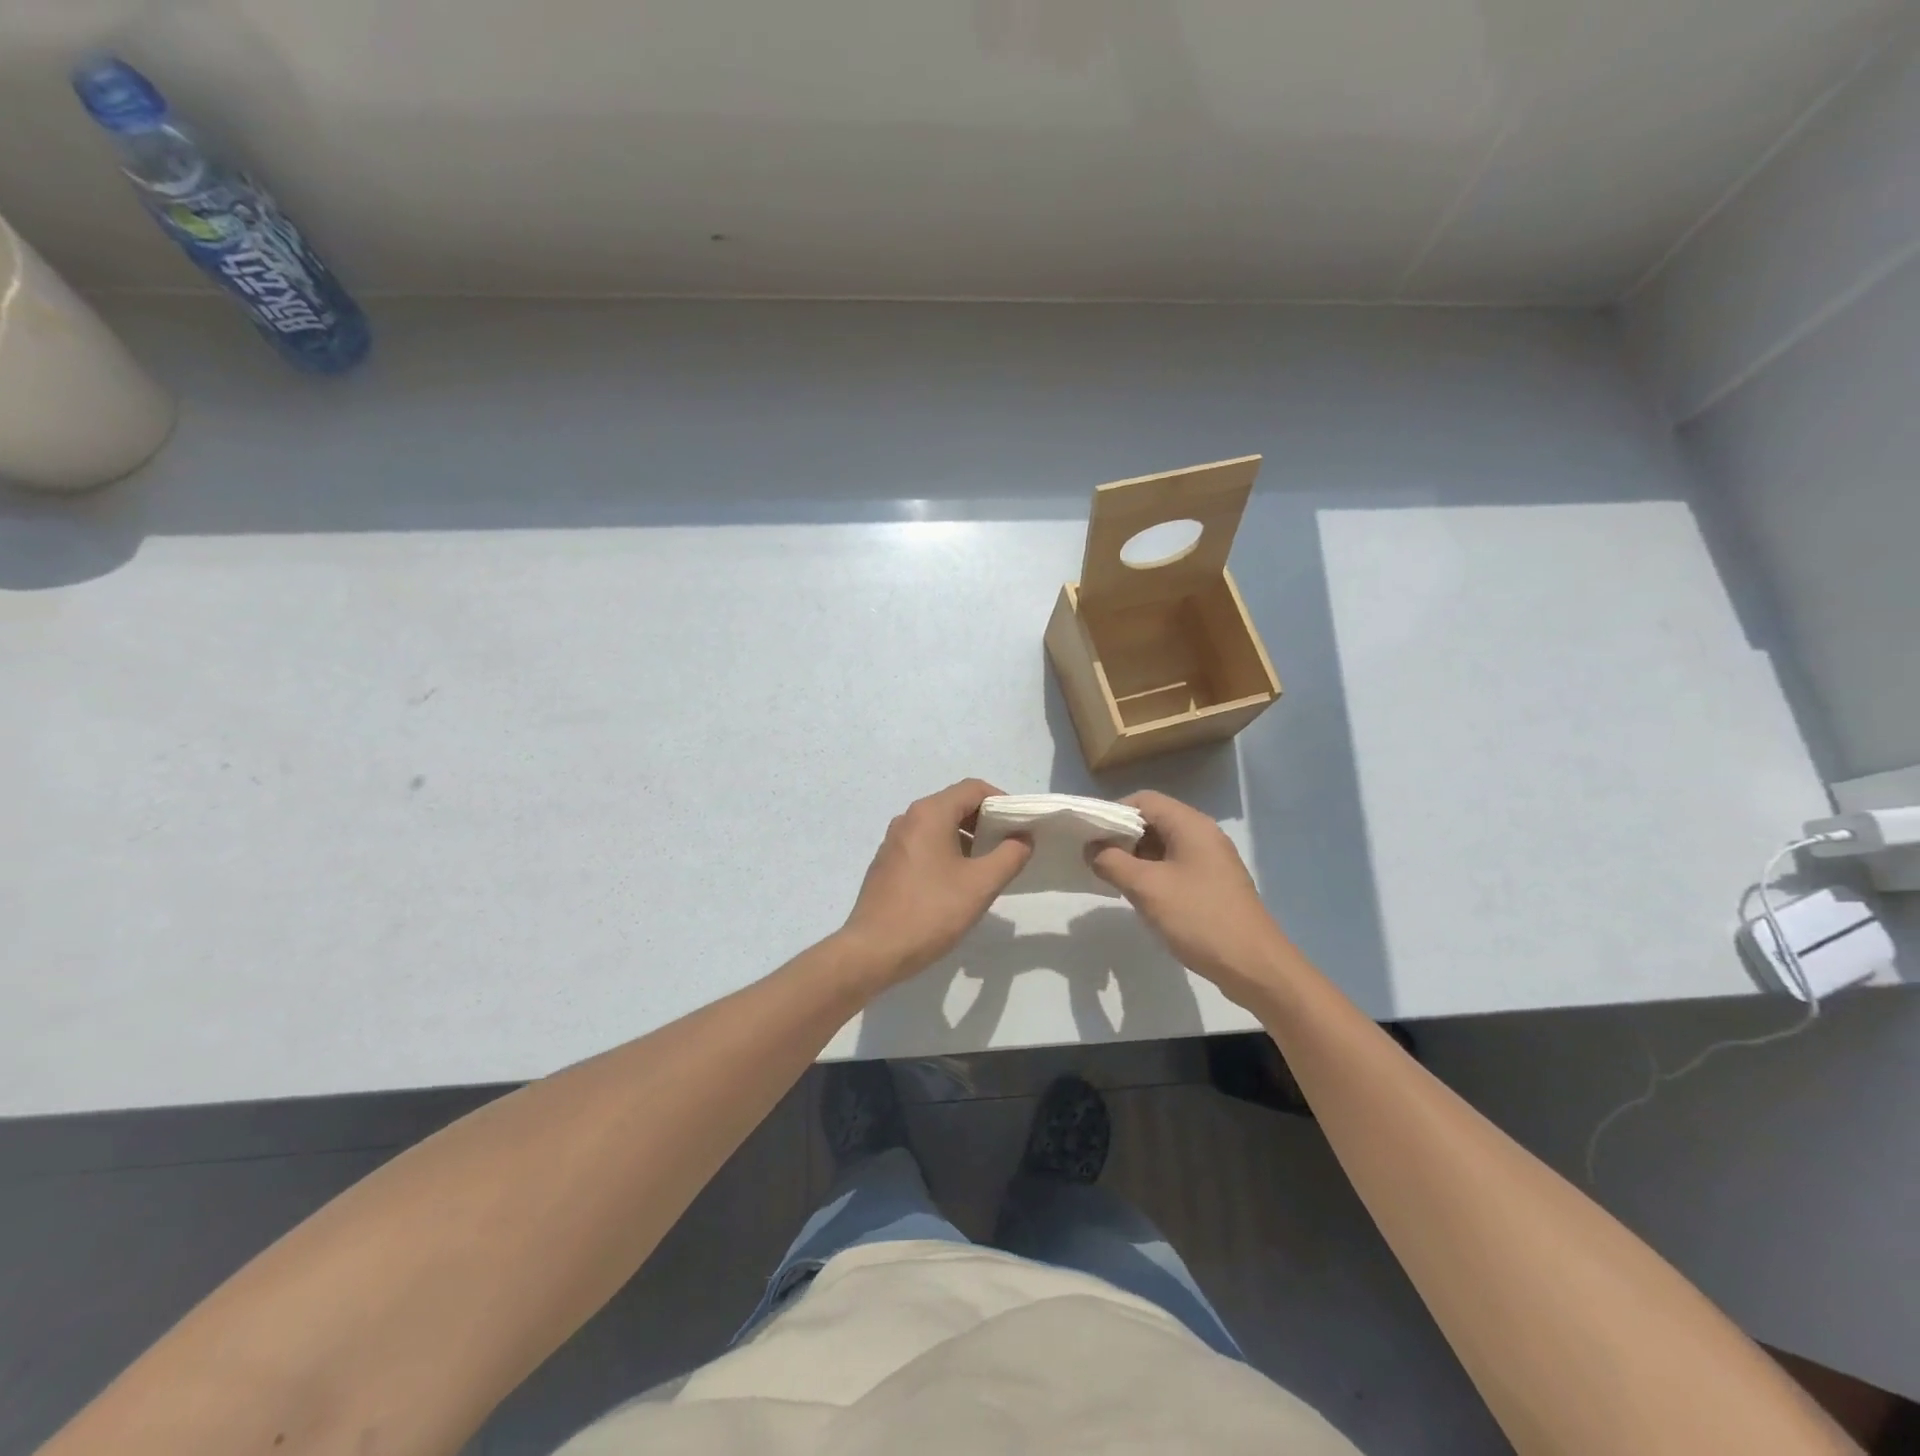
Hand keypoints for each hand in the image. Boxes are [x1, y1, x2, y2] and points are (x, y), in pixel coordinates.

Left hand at [839, 779, 1031, 986]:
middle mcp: (908, 819)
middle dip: (986, 821)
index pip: (973, 788)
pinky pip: (924, 844)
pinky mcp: (887, 863)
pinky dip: (946, 851)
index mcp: (929, 814)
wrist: (873, 951)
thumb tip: (1023, 838)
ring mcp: (894, 841)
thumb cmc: (931, 912)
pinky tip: (957, 883)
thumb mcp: (981, 885)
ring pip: (939, 826)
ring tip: (987, 867)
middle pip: (955, 804)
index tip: (1020, 826)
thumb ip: (1009, 856)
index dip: (1002, 801)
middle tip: (1009, 847)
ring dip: (967, 838)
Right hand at [1089, 790, 1290, 1003]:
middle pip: (1154, 820)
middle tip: (1096, 859)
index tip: (1090, 836)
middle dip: (1122, 836)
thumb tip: (1092, 848)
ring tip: (1112, 878)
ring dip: (1135, 857)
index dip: (1114, 813)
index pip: (1144, 800)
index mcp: (1191, 825)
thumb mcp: (1147, 888)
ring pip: (1163, 845)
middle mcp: (1203, 834)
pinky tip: (1140, 896)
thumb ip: (1112, 862)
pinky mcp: (1213, 884)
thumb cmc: (1199, 918)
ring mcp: (1211, 860)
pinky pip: (1175, 866)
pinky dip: (1153, 873)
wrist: (1254, 966)